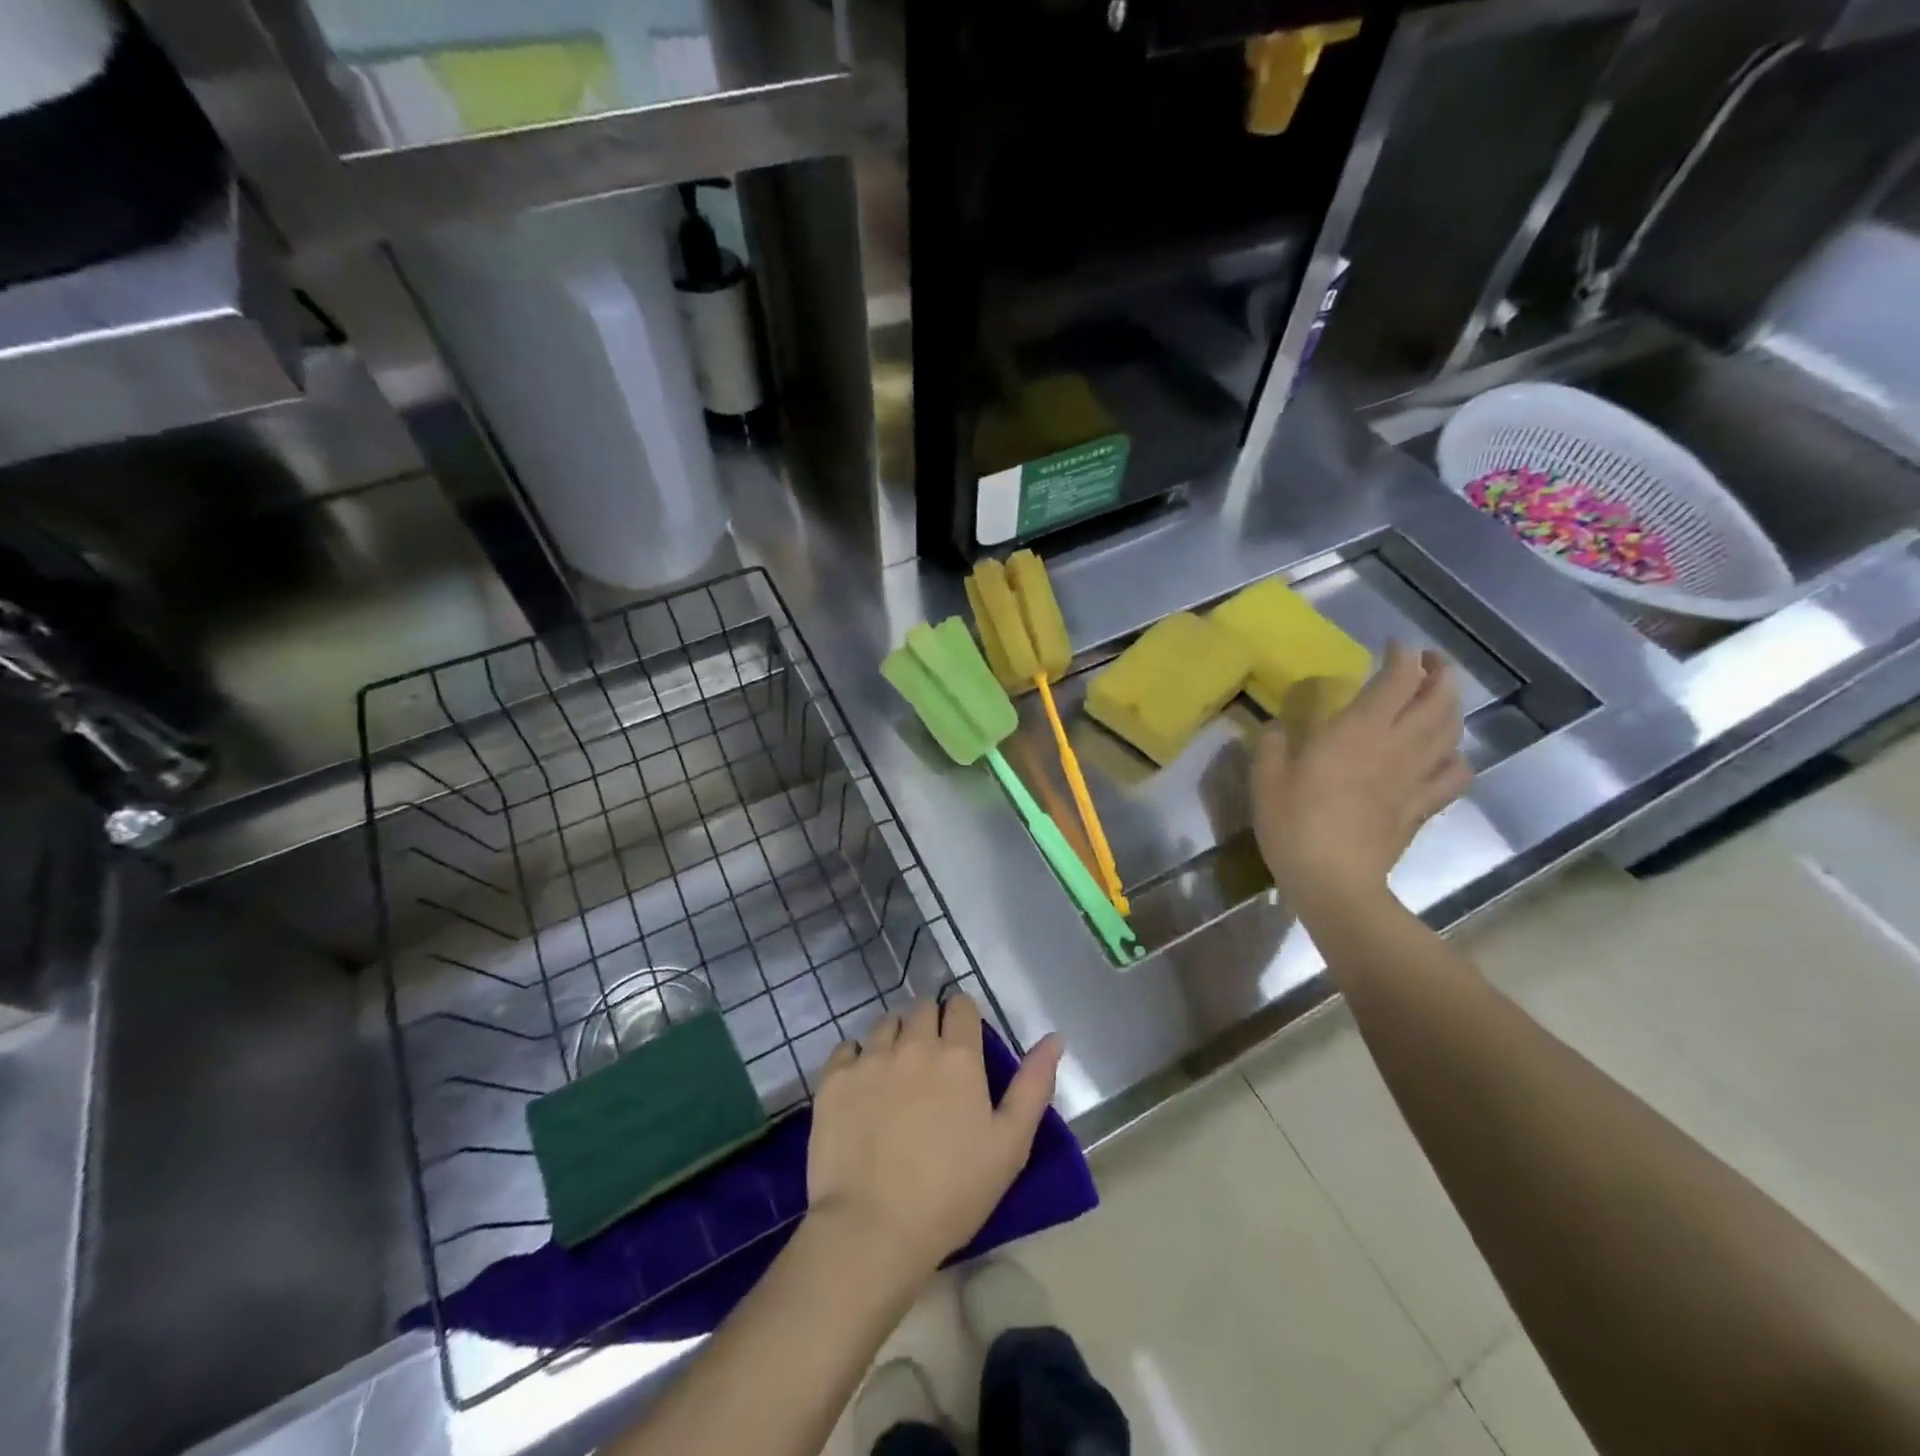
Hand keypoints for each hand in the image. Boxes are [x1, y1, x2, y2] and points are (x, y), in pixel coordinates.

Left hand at [805, 995, 1064, 1287]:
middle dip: (931, 1024)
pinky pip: (847, 1047)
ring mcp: (869, 1058)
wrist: (872, 1230)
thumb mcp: (1010, 1146)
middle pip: (922, 1008)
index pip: (962, 1006)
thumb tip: (1055, 1037)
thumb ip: (1034, 1086)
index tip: (963, 1044)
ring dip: (895, 1037)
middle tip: (932, 1063)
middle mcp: (913, 1044)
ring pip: (885, 1023)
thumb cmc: (951, 1194)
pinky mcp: (834, 1079)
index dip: (964, 1020)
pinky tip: (862, 1087)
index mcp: (958, 1056)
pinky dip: (857, 1058)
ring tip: (897, 1074)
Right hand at [1253, 642, 1470, 913]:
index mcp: (1358, 732)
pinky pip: (1454, 774)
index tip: (1392, 646)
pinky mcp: (1422, 807)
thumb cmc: (1294, 825)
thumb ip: (1272, 746)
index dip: (1402, 656)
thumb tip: (1277, 729)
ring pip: (1453, 731)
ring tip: (1438, 699)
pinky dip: (1456, 756)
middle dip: (1439, 672)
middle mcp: (1396, 746)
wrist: (1334, 882)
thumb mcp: (1266, 780)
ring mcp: (1415, 778)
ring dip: (1452, 707)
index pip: (1397, 680)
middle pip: (1439, 698)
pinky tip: (1444, 755)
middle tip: (1426, 663)